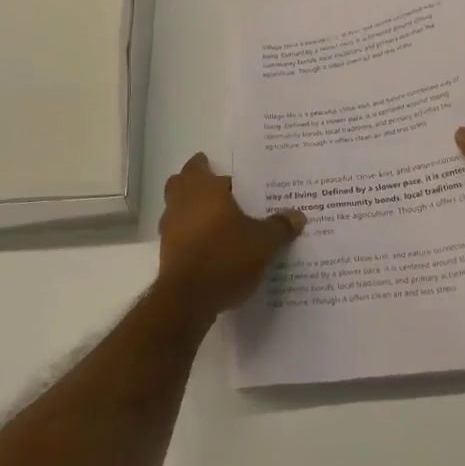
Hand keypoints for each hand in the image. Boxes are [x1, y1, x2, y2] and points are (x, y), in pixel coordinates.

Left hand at [156, 153, 305, 319]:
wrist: (188, 300)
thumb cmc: (226, 257)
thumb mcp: (263, 242)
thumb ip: (280, 227)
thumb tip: (298, 215)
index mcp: (204, 190)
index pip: (199, 166)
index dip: (206, 165)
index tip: (219, 169)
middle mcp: (182, 203)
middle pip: (180, 183)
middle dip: (194, 183)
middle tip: (217, 190)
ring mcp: (170, 229)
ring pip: (175, 209)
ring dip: (189, 209)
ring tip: (215, 220)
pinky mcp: (166, 254)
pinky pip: (176, 234)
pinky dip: (188, 234)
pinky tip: (208, 247)